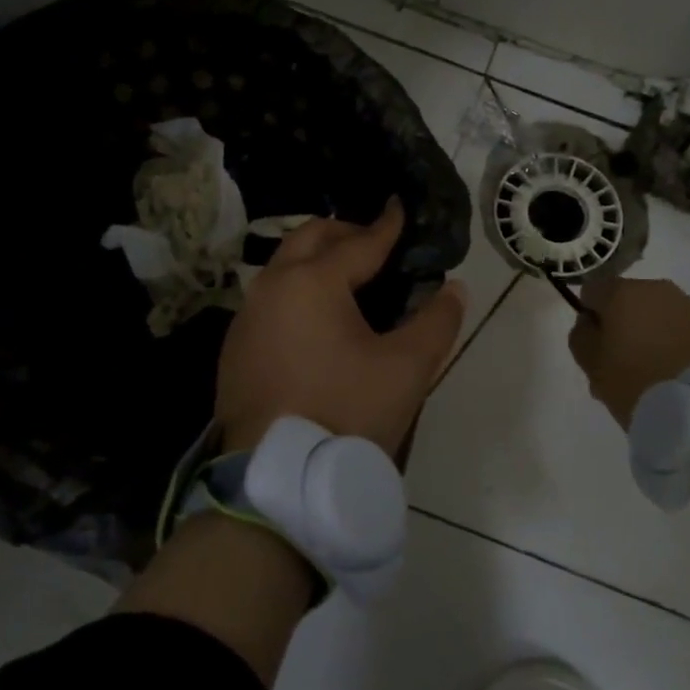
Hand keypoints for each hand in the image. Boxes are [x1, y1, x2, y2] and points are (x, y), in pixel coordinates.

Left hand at [216, 199, 466, 459]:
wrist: (277, 481)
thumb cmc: (346, 414)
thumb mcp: (406, 369)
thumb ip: (436, 322)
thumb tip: (453, 289)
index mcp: (311, 282)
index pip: (359, 243)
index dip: (386, 226)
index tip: (400, 208)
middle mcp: (271, 287)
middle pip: (310, 239)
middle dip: (345, 233)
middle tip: (377, 243)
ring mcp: (246, 317)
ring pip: (284, 267)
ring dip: (317, 261)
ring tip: (351, 278)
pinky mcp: (236, 348)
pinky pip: (270, 300)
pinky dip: (297, 291)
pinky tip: (318, 319)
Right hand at [567, 277, 689, 428]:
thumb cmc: (635, 383)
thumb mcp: (591, 365)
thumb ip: (581, 336)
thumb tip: (589, 321)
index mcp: (623, 293)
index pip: (592, 290)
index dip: (589, 316)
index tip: (595, 345)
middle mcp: (658, 289)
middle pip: (628, 300)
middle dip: (622, 325)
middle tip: (622, 363)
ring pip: (659, 314)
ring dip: (651, 333)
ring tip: (653, 372)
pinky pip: (684, 329)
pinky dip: (677, 343)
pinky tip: (677, 373)